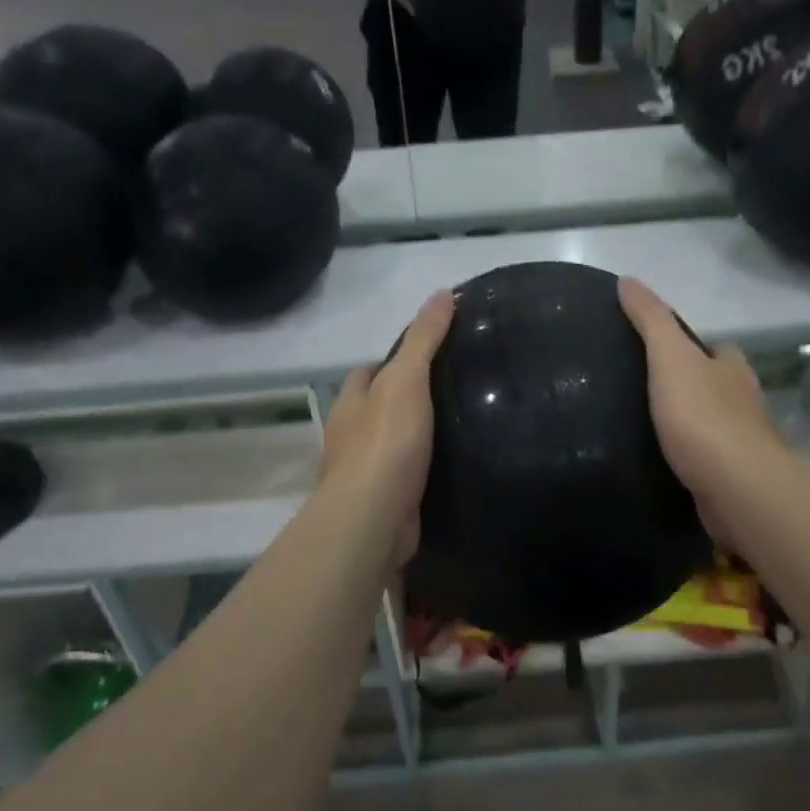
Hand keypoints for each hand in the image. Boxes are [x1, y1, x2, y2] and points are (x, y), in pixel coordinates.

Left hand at [318, 289, 454, 565]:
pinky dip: (421, 470)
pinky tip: (450, 467)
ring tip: (459, 425)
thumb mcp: (407, 379)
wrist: (374, 518)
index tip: (429, 356)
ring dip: (414, 436)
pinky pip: (404, 477)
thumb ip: (424, 339)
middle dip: (404, 399)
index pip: (368, 371)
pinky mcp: (382, 502)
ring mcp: (363, 472)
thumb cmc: (386, 441)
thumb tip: (442, 292)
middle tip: (453, 390)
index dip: (393, 360)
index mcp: (351, 402)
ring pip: (390, 443)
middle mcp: (350, 434)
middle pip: (377, 407)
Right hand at [618, 278, 782, 539]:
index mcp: (733, 369)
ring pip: (712, 424)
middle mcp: (744, 402)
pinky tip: (662, 462)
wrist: (735, 487)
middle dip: (691, 386)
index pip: (718, 348)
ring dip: (689, 424)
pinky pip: (706, 460)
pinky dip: (688, 457)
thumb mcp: (669, 356)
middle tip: (644, 390)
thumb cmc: (702, 415)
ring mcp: (742, 444)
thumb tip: (628, 279)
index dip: (695, 346)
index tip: (661, 349)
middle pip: (717, 386)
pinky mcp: (732, 479)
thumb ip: (651, 319)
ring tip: (645, 426)